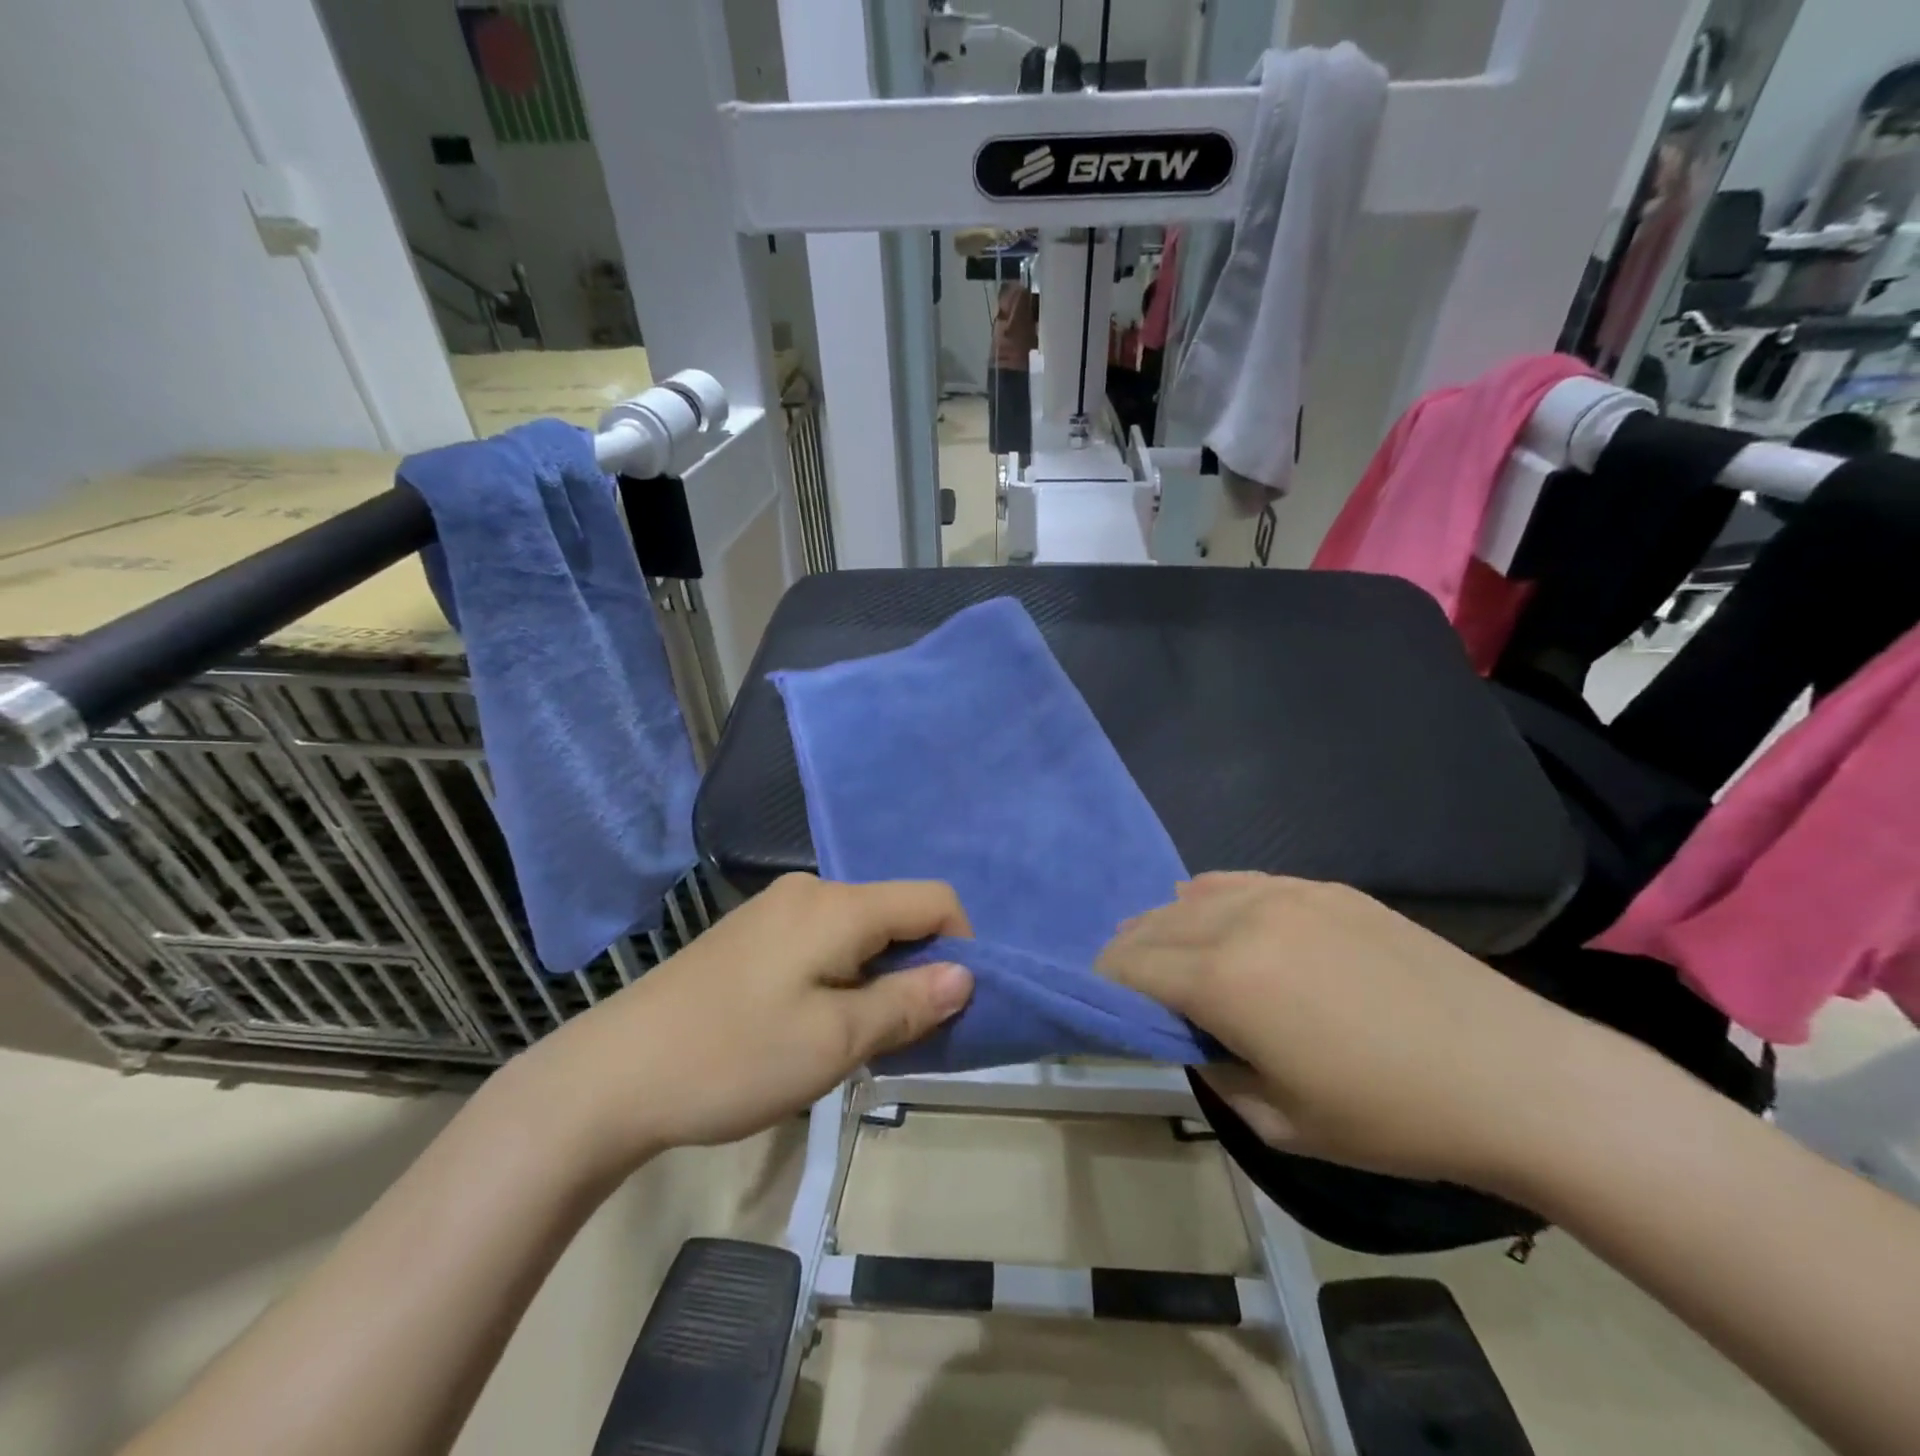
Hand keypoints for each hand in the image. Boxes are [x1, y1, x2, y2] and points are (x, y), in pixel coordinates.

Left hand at [514, 875, 973, 1178]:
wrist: (612, 1076)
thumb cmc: (734, 1057)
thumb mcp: (835, 1041)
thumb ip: (908, 1003)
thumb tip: (966, 975)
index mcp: (837, 905)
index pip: (933, 899)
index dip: (961, 945)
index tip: (952, 1006)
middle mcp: (810, 891)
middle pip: (895, 913)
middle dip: (916, 967)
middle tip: (904, 1034)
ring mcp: (775, 909)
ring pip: (858, 930)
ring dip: (877, 976)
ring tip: (856, 1036)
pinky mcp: (750, 934)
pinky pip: (822, 940)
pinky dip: (842, 974)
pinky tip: (813, 1021)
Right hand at [1098, 873, 1606, 1192]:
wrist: (1516, 1077)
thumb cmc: (1392, 1117)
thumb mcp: (1280, 1120)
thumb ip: (1213, 1069)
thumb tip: (1192, 1037)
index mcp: (1226, 980)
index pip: (1131, 966)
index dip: (1106, 983)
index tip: (1102, 1002)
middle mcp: (1243, 919)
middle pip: (1154, 923)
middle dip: (1129, 952)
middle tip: (1130, 984)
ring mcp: (1287, 894)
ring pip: (1193, 894)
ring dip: (1168, 923)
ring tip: (1172, 953)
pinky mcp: (1324, 887)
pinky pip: (1243, 881)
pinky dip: (1213, 900)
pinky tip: (1223, 921)